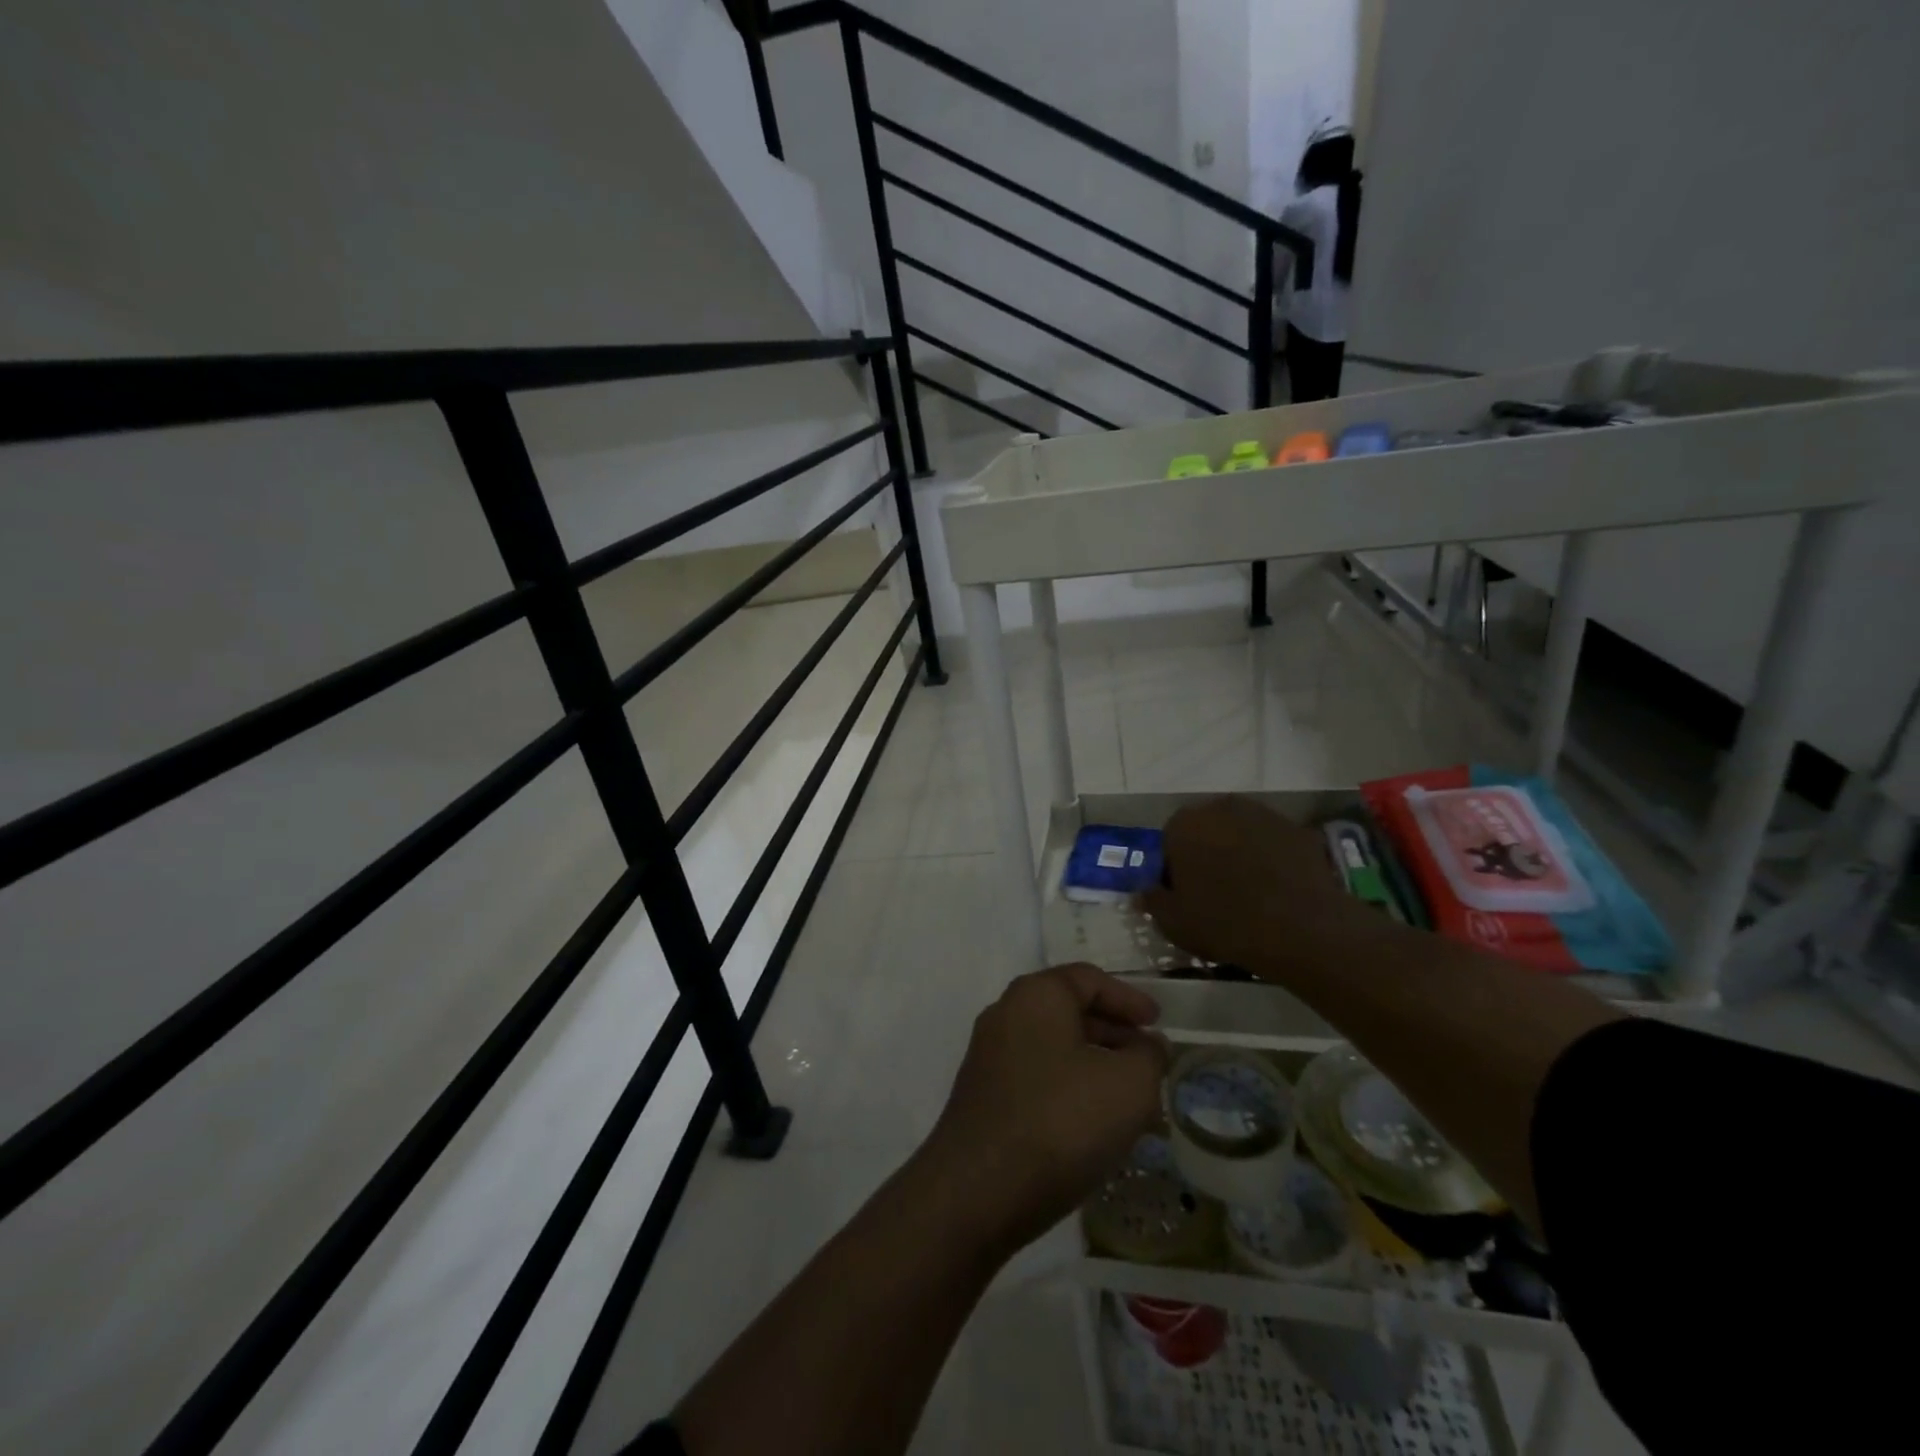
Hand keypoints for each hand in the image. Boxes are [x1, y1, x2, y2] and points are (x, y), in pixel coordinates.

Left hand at [919, 964, 1167, 1256]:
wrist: (977, 1191)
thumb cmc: (1060, 1122)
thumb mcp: (1128, 1085)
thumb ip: (1148, 1056)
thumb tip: (1148, 1046)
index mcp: (1036, 995)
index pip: (1089, 979)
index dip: (1129, 998)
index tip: (1159, 1024)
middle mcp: (1006, 1014)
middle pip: (1070, 1011)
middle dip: (1115, 1034)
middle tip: (1151, 1062)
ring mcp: (990, 1057)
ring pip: (1056, 1048)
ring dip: (1096, 1066)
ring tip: (1133, 1101)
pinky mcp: (984, 1097)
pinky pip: (1039, 1078)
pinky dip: (1071, 1089)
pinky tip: (1095, 1127)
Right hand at [1138, 796, 1363, 972]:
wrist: (1301, 929)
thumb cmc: (1224, 922)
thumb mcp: (1174, 922)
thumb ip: (1152, 901)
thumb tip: (1142, 892)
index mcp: (1184, 824)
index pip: (1168, 843)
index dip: (1174, 871)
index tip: (1184, 897)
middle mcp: (1221, 807)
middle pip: (1205, 831)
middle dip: (1206, 855)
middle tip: (1214, 893)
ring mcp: (1264, 815)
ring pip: (1240, 834)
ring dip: (1239, 854)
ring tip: (1249, 892)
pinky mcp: (1298, 830)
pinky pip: (1273, 844)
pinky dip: (1271, 860)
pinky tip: (1277, 890)